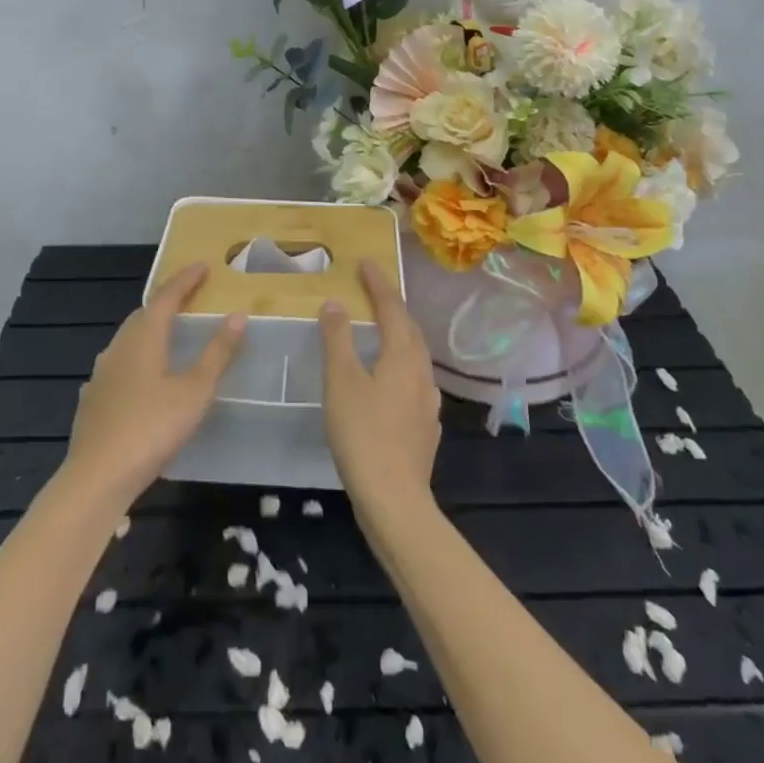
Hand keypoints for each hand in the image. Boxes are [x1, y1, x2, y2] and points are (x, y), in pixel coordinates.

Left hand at [59, 263, 244, 512]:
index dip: (185, 280)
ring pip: (128, 339)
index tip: (203, 266)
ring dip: (149, 328)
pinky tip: (141, 374)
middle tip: (189, 296)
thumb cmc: (152, 428)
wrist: (97, 477)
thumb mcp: (195, 391)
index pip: (166, 297)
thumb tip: (238, 316)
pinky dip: (136, 356)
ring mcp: (101, 374)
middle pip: (143, 314)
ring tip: (168, 332)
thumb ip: (217, 354)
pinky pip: (119, 364)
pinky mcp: (93, 398)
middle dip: (166, 302)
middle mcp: (118, 347)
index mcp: (143, 338)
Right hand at [319, 261, 441, 519]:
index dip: (379, 284)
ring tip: (381, 329)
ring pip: (415, 356)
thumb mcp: (341, 382)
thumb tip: (335, 303)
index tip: (367, 263)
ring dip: (399, 335)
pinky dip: (400, 365)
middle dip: (392, 306)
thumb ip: (338, 339)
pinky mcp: (426, 426)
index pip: (392, 308)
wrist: (395, 499)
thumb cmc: (363, 434)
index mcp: (403, 356)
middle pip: (409, 329)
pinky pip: (414, 381)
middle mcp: (422, 372)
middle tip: (373, 290)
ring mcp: (428, 401)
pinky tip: (390, 379)